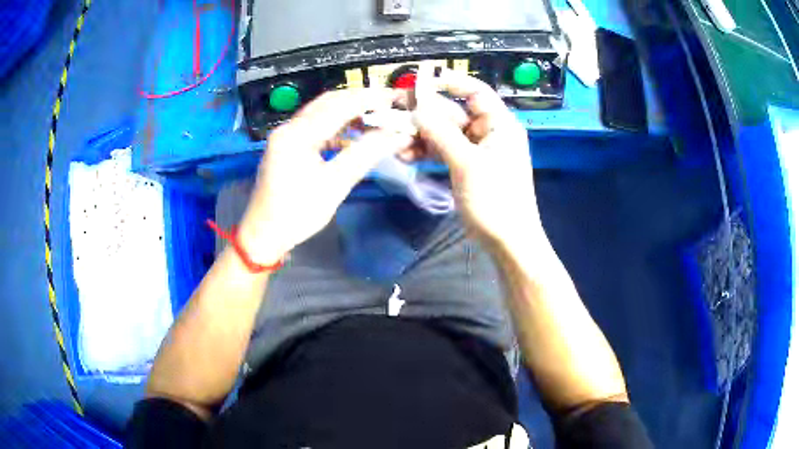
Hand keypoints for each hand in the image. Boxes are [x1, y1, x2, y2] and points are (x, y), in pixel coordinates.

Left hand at [238, 89, 412, 264]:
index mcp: (297, 134)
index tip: (396, 99)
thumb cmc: (297, 214)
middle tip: (389, 105)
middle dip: (360, 100)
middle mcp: (289, 127)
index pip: (340, 105)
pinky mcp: (286, 145)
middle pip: (329, 102)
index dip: (370, 100)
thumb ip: (366, 154)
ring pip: (322, 112)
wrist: (263, 235)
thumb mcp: (335, 185)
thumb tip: (397, 135)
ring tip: (376, 118)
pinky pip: (315, 126)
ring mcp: (286, 135)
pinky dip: (336, 125)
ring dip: (348, 111)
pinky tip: (352, 134)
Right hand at [412, 70, 543, 248]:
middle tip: (395, 115)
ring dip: (422, 136)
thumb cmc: (495, 200)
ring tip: (396, 142)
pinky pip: (445, 151)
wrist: (507, 241)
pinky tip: (406, 156)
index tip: (421, 81)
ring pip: (445, 133)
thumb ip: (441, 134)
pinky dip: (427, 152)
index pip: (476, 92)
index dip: (451, 82)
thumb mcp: (467, 164)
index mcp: (499, 125)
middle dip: (425, 115)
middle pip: (454, 113)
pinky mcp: (468, 167)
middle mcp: (489, 132)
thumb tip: (417, 109)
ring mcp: (477, 151)